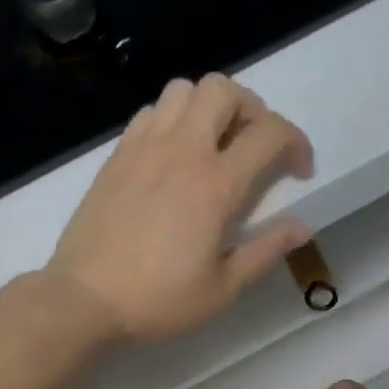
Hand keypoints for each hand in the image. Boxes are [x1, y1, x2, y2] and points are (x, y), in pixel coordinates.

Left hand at [46, 74, 313, 343]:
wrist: (85, 299)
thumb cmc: (158, 299)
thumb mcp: (223, 288)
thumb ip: (265, 251)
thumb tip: (303, 227)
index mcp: (216, 185)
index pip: (270, 132)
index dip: (297, 142)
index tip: (298, 171)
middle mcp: (182, 151)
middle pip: (224, 90)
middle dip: (252, 109)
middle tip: (253, 147)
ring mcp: (144, 147)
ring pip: (183, 89)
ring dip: (208, 106)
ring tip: (212, 143)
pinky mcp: (117, 154)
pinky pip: (150, 111)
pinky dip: (172, 119)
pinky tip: (172, 155)